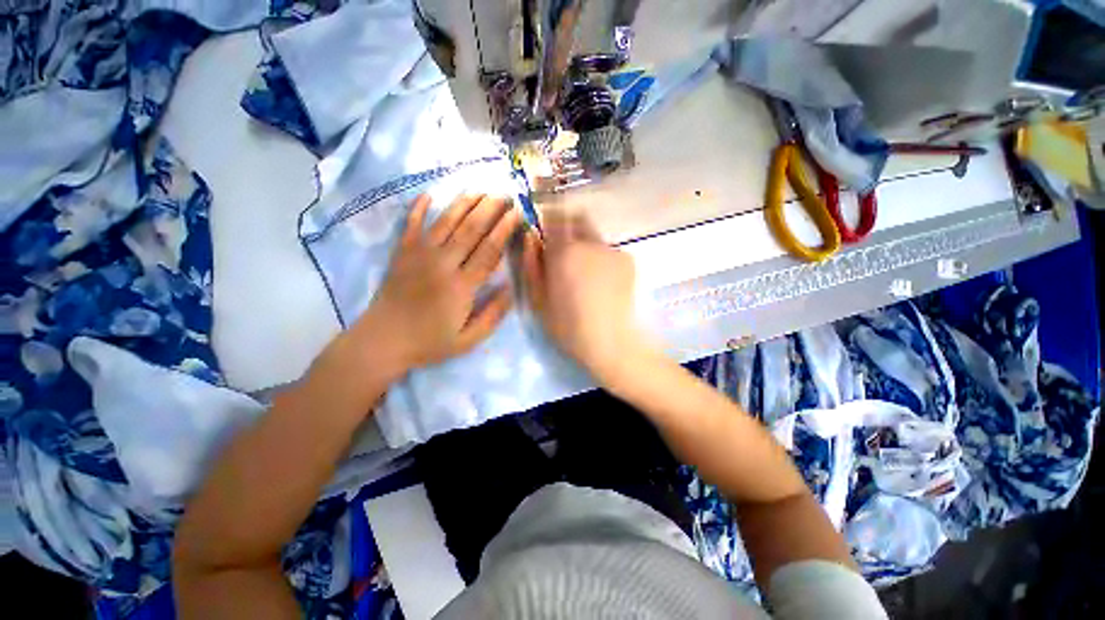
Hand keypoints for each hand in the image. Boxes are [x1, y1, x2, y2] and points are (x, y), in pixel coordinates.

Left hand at [346, 194, 518, 374]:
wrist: (382, 342)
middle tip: (505, 194)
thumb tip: (510, 288)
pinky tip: (428, 193)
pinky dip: (418, 207)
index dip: (505, 229)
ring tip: (480, 189)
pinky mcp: (401, 253)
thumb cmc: (429, 343)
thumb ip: (493, 315)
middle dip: (490, 209)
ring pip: (446, 222)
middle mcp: (442, 264)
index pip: (489, 250)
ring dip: (464, 203)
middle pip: (471, 229)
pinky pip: (410, 224)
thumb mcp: (468, 340)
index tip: (517, 213)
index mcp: (462, 286)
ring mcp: (419, 255)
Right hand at [521, 211, 650, 380]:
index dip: (547, 217)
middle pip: (577, 220)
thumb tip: (531, 238)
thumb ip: (532, 265)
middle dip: (568, 228)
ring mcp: (612, 250)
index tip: (545, 229)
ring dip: (585, 247)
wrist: (613, 343)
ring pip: (594, 238)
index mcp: (563, 251)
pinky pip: (609, 252)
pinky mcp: (628, 261)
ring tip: (586, 276)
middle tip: (564, 254)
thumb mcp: (538, 300)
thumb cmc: (569, 326)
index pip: (553, 216)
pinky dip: (602, 260)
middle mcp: (590, 243)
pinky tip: (603, 284)